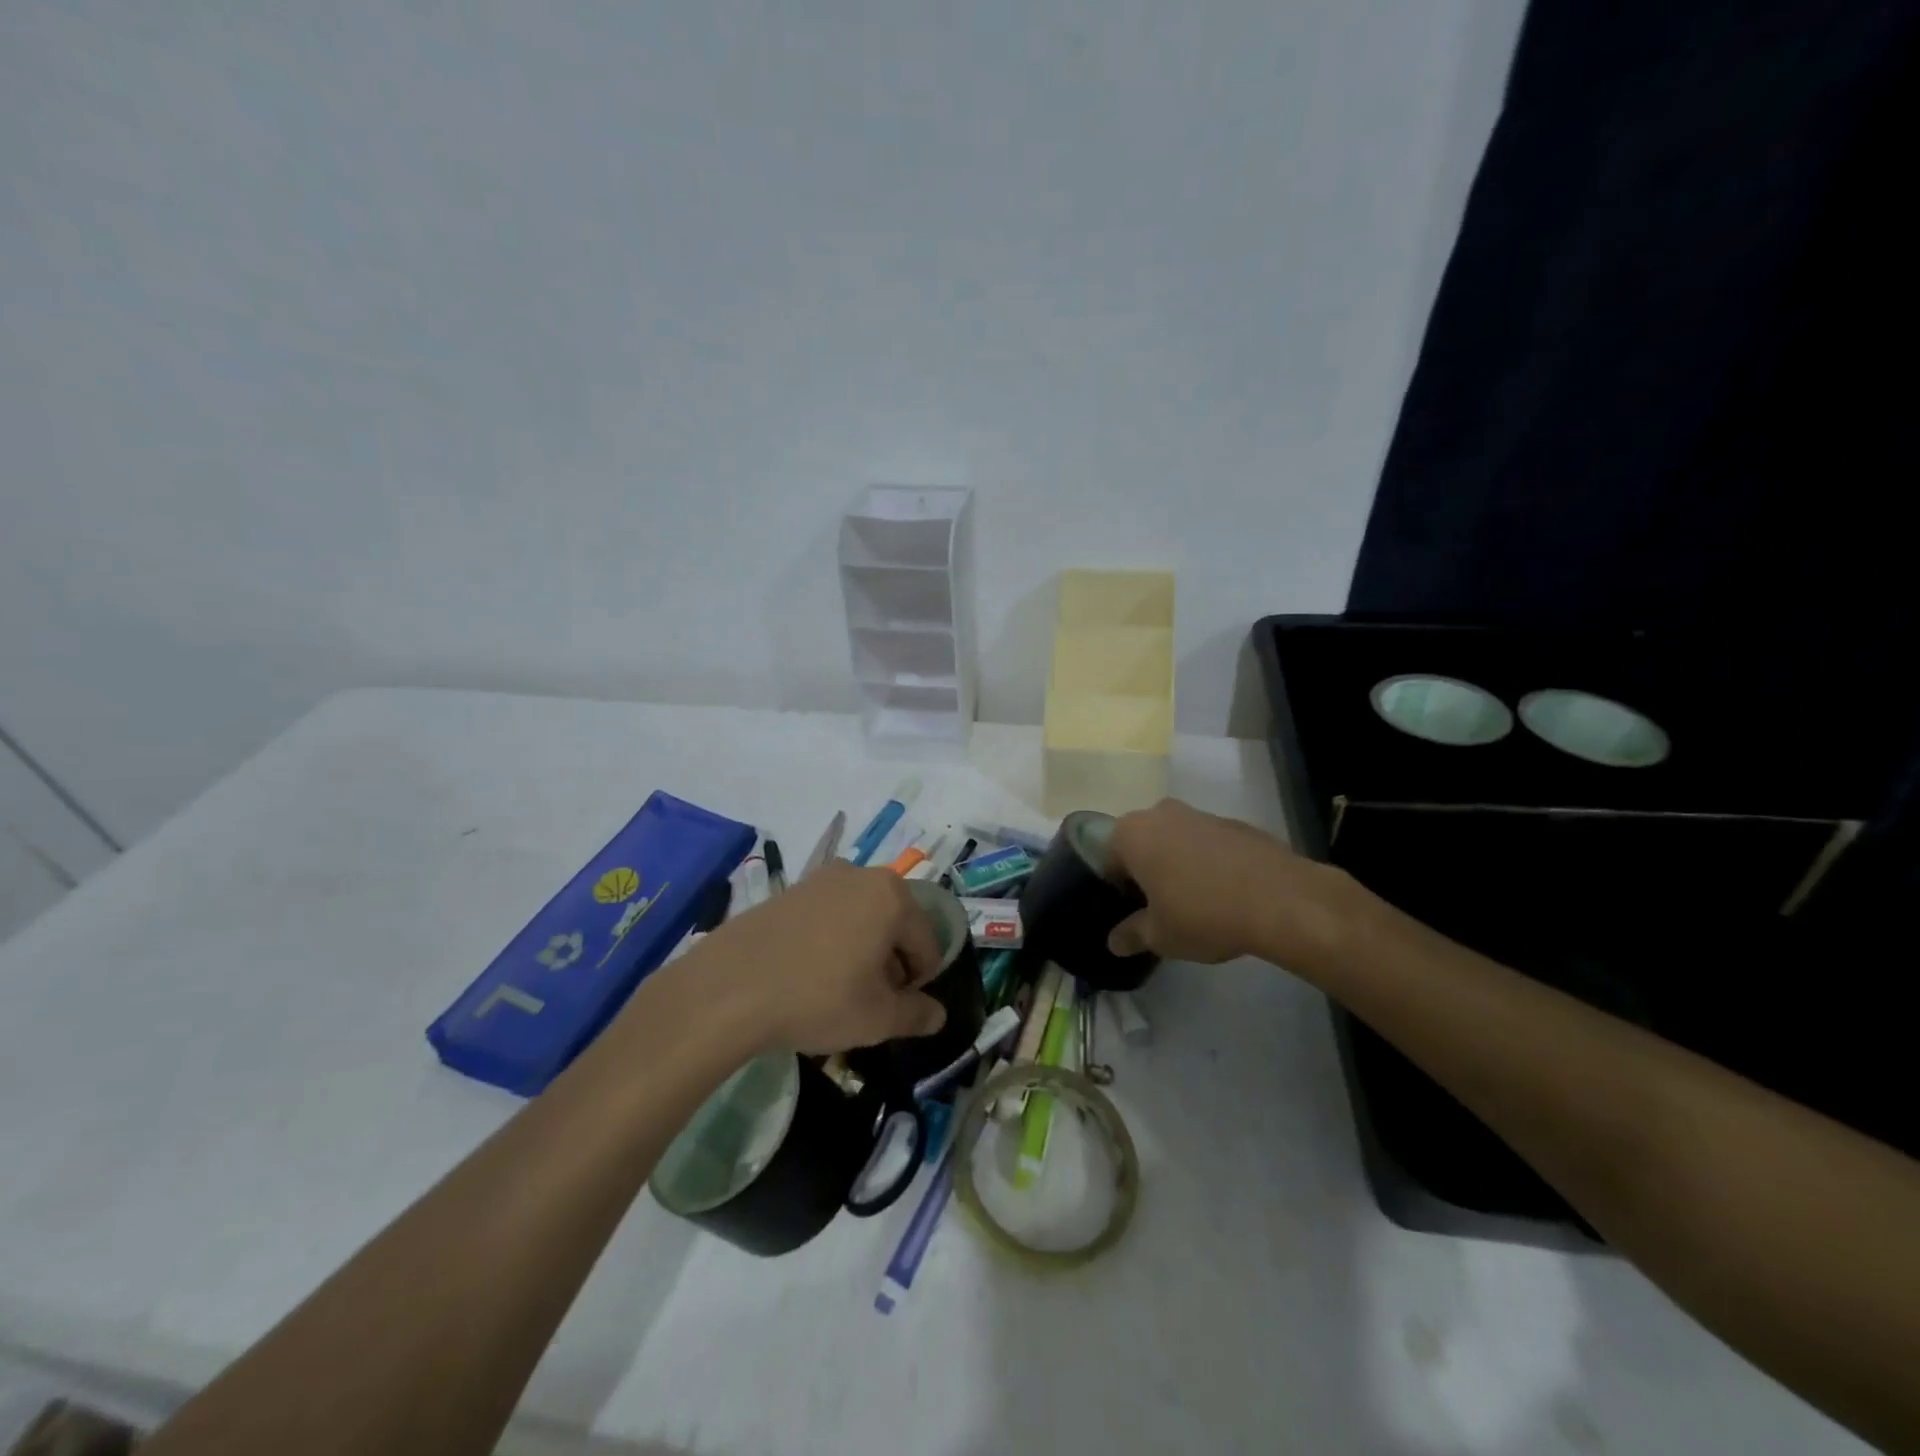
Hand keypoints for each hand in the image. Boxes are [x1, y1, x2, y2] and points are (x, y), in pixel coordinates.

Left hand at [681, 863, 947, 1054]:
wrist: (728, 988)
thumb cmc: (817, 998)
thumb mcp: (878, 1018)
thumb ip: (918, 1015)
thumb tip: (938, 1015)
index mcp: (893, 897)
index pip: (927, 943)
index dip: (920, 982)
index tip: (899, 1010)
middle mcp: (861, 875)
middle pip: (895, 924)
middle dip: (891, 963)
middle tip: (870, 1002)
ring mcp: (821, 878)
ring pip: (861, 918)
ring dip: (862, 951)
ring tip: (839, 990)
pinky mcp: (790, 890)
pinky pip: (829, 915)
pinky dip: (832, 941)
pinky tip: (809, 974)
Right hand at [1105, 799, 1350, 969]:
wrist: (1281, 899)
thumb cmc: (1203, 914)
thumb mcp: (1160, 936)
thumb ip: (1132, 935)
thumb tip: (1114, 942)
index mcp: (1132, 834)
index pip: (1108, 860)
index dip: (1118, 890)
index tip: (1134, 914)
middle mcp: (1161, 814)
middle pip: (1142, 844)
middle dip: (1147, 871)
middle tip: (1161, 907)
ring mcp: (1200, 814)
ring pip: (1176, 840)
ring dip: (1178, 864)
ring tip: (1196, 902)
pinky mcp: (1235, 823)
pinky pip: (1209, 843)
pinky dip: (1210, 862)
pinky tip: (1226, 893)